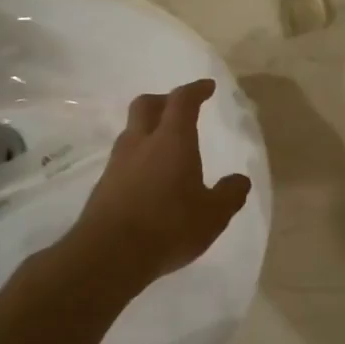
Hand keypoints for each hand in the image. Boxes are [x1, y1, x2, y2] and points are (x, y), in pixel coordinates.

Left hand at [66, 78, 251, 294]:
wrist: (108, 256)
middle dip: (165, 100)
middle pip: (147, 105)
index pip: (182, 101)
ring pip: (131, 131)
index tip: (207, 87)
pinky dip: (138, 157)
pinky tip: (149, 178)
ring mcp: (117, 163)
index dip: (195, 90)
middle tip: (180, 109)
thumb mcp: (212, 215)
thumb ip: (229, 195)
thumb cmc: (168, 227)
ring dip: (148, 129)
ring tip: (165, 146)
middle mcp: (141, 143)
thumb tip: (240, 180)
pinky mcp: (103, 185)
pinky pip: (123, 158)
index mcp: (172, 140)